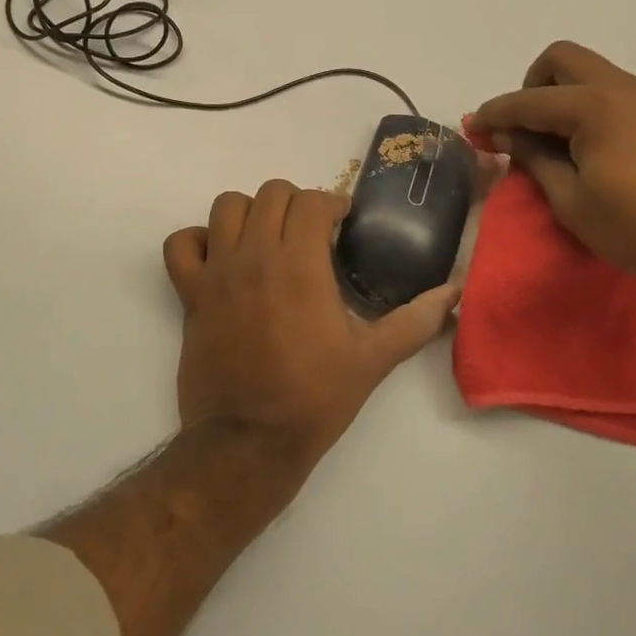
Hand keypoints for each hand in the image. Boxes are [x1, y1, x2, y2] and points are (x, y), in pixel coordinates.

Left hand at [162, 180, 460, 469]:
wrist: (247, 442)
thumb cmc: (314, 397)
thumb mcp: (373, 359)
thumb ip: (416, 320)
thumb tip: (455, 293)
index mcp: (299, 263)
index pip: (312, 200)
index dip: (332, 204)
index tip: (342, 223)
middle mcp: (255, 254)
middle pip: (270, 193)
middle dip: (296, 202)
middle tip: (310, 231)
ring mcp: (217, 272)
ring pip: (225, 206)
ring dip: (250, 211)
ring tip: (267, 236)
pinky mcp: (190, 294)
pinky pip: (180, 244)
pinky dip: (197, 241)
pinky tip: (220, 258)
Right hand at [471, 41, 635, 293]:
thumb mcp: (571, 200)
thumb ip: (533, 158)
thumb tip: (503, 135)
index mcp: (596, 107)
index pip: (529, 100)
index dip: (495, 114)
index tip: (472, 129)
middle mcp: (623, 88)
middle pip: (562, 59)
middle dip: (531, 86)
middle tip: (523, 128)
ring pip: (590, 72)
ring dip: (560, 94)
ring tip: (553, 141)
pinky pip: (613, 91)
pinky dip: (588, 105)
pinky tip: (588, 145)